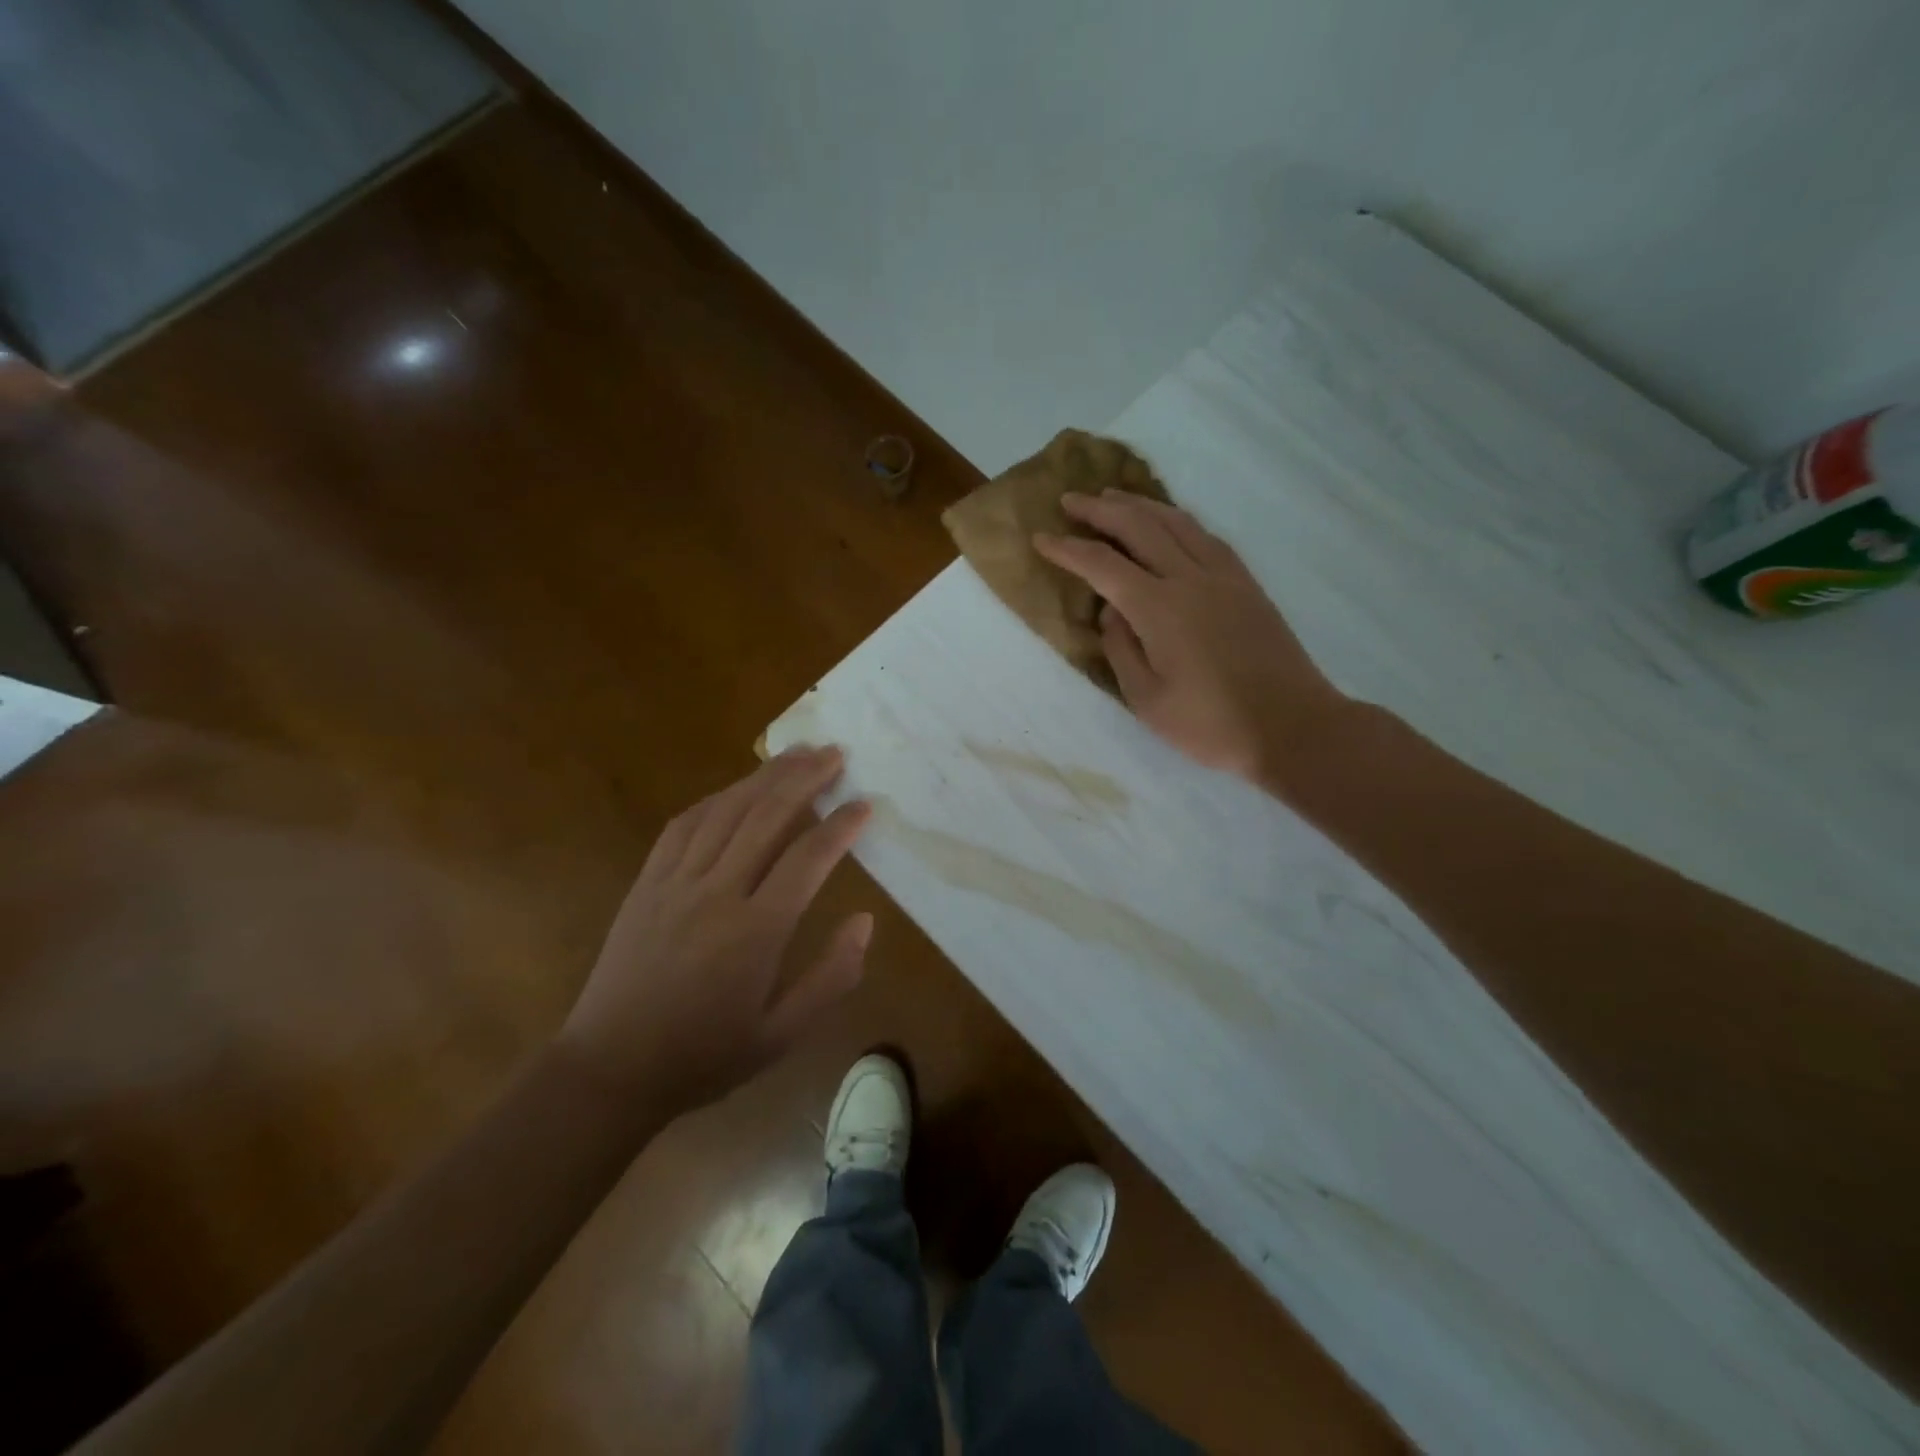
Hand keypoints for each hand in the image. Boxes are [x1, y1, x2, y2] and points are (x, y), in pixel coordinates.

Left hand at [556, 747, 872, 1114]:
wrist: (611, 1068)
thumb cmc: (705, 1055)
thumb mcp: (782, 1035)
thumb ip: (832, 977)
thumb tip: (865, 921)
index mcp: (756, 931)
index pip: (808, 858)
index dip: (841, 826)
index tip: (864, 804)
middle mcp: (717, 892)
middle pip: (767, 816)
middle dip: (805, 778)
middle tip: (835, 752)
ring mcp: (676, 882)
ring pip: (726, 810)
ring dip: (764, 776)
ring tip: (796, 754)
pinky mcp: (647, 882)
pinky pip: (684, 825)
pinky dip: (716, 799)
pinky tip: (736, 788)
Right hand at [1034, 490, 1350, 786]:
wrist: (1292, 726)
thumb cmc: (1210, 724)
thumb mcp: (1147, 699)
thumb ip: (1121, 649)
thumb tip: (1111, 612)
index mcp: (1158, 609)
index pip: (1102, 565)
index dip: (1068, 549)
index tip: (1040, 538)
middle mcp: (1189, 579)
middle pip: (1139, 526)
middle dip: (1099, 510)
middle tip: (1070, 500)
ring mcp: (1223, 576)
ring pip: (1176, 522)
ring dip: (1139, 505)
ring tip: (1113, 497)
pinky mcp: (1246, 584)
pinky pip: (1206, 536)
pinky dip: (1177, 520)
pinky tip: (1168, 523)